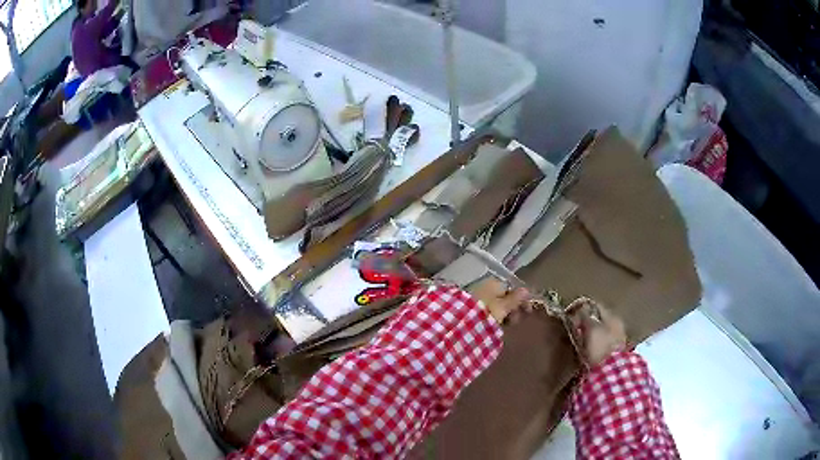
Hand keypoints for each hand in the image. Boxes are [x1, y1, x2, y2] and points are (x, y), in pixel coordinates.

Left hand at [467, 277, 531, 324]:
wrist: (460, 320)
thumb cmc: (486, 312)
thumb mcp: (503, 307)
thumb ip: (515, 299)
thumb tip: (526, 290)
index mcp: (495, 282)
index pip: (513, 290)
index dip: (521, 301)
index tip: (527, 312)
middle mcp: (486, 285)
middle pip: (505, 296)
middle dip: (512, 308)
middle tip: (513, 321)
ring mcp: (478, 294)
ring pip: (496, 303)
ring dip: (503, 313)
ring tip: (504, 324)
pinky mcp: (471, 304)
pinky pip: (487, 307)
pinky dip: (493, 314)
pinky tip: (494, 323)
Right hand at [569, 299, 626, 366]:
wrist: (611, 370)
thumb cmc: (601, 346)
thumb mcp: (591, 329)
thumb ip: (585, 317)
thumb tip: (580, 308)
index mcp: (613, 316)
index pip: (596, 306)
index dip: (583, 309)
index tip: (572, 314)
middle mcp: (617, 325)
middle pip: (599, 319)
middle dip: (587, 322)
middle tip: (575, 328)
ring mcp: (616, 339)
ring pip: (600, 331)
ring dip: (590, 334)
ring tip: (579, 339)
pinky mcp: (613, 352)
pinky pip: (601, 343)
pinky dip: (593, 344)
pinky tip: (586, 349)